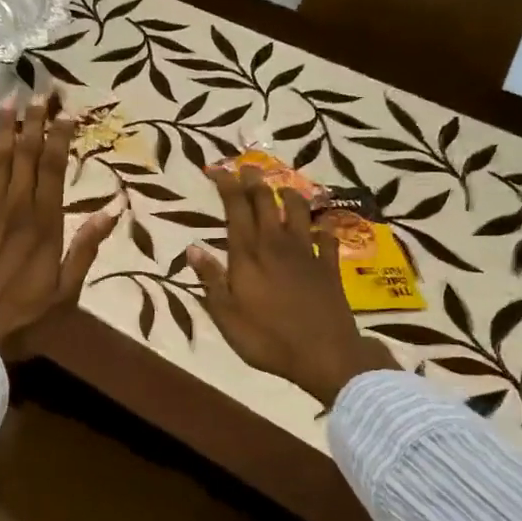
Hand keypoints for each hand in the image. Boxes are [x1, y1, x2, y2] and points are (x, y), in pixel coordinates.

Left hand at [0, 96, 121, 353]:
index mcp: (44, 225)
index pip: (53, 168)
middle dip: (35, 121)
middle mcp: (14, 209)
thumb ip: (86, 247)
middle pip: (25, 155)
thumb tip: (114, 209)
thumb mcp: (66, 292)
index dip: (60, 136)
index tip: (67, 110)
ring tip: (11, 99)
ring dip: (4, 129)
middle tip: (41, 89)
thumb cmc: (23, 319)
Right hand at [187, 165, 397, 406]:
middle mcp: (276, 245)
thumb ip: (211, 279)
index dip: (227, 185)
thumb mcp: (226, 315)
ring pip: (299, 212)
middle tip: (248, 166)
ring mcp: (306, 253)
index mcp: (248, 255)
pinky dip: (322, 229)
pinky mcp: (329, 267)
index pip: (236, 209)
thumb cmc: (266, 338)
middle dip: (255, 182)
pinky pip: (326, 237)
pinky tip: (320, 228)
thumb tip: (193, 248)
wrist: (323, 354)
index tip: (219, 168)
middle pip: (266, 203)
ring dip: (289, 195)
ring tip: (282, 188)